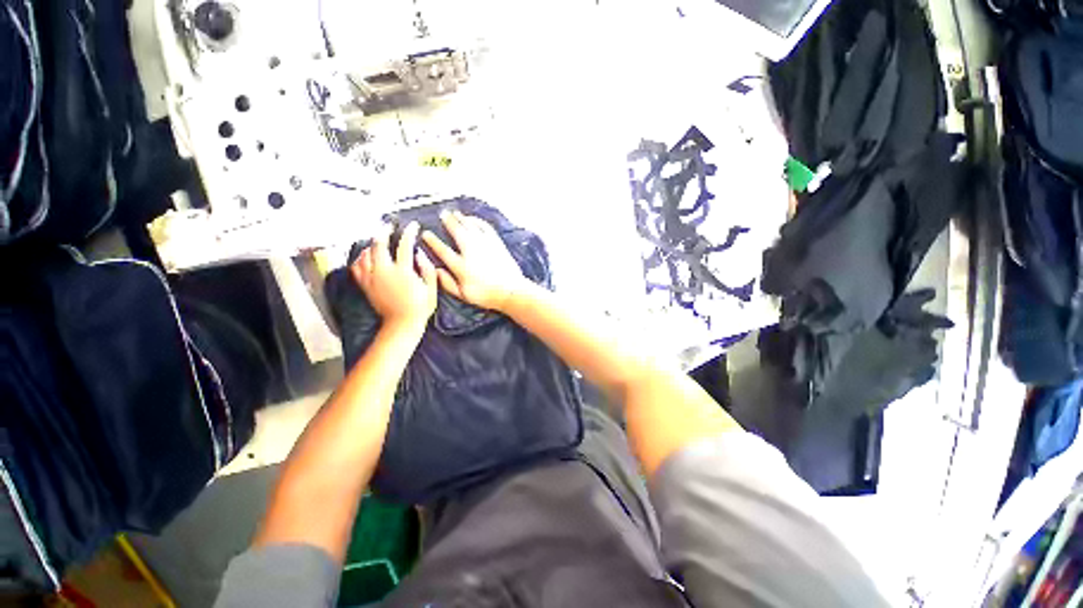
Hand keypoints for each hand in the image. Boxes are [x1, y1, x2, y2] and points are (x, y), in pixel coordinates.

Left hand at [351, 222, 437, 332]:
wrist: (402, 324)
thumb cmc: (420, 308)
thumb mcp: (431, 289)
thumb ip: (428, 269)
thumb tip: (420, 254)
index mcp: (403, 272)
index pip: (404, 245)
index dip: (409, 232)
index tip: (413, 227)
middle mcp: (384, 272)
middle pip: (379, 244)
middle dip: (384, 231)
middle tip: (389, 226)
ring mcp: (372, 278)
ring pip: (365, 254)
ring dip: (372, 244)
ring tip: (378, 241)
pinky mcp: (365, 285)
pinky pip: (356, 267)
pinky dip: (360, 258)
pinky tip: (366, 257)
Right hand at [421, 210, 529, 311]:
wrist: (511, 291)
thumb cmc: (486, 295)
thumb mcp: (463, 294)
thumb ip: (447, 283)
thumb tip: (436, 270)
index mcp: (461, 266)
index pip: (443, 250)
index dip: (433, 241)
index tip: (426, 233)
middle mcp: (471, 252)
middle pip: (457, 232)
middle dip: (448, 221)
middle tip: (442, 214)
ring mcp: (485, 246)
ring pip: (471, 227)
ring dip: (462, 218)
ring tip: (455, 213)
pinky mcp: (496, 243)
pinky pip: (485, 228)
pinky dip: (478, 221)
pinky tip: (473, 219)